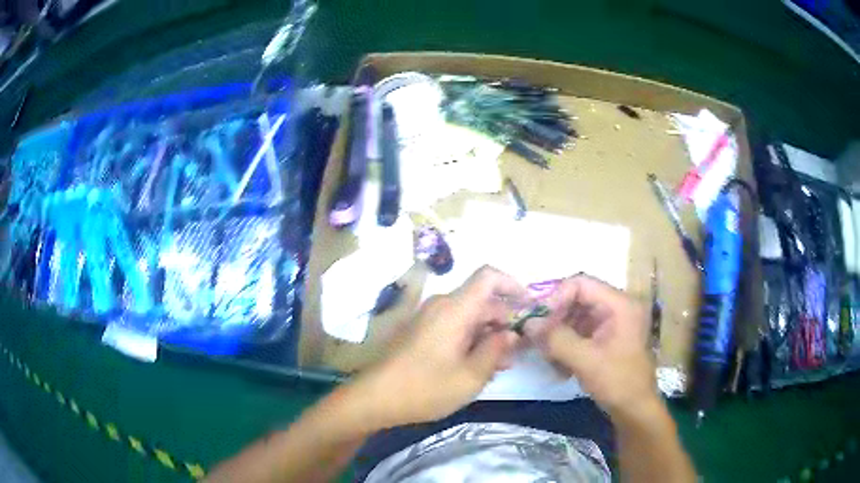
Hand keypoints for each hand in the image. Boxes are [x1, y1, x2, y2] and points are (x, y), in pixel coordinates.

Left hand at [359, 266, 524, 427]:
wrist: (374, 398)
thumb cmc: (425, 388)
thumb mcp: (470, 376)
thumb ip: (496, 351)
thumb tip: (510, 334)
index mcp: (454, 309)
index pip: (489, 276)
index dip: (513, 285)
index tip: (530, 307)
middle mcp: (441, 306)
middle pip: (482, 301)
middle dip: (504, 321)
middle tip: (516, 351)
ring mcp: (428, 319)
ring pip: (469, 316)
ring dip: (488, 335)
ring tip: (499, 365)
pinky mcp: (421, 332)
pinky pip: (454, 327)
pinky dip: (471, 340)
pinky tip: (477, 365)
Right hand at [524, 274, 656, 416]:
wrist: (636, 409)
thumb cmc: (617, 382)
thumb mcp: (585, 360)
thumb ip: (556, 339)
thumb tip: (528, 324)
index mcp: (619, 304)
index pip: (581, 284)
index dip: (556, 298)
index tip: (538, 321)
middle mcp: (616, 307)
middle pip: (577, 299)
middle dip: (555, 319)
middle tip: (537, 338)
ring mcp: (612, 323)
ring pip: (576, 317)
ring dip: (558, 334)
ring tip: (547, 356)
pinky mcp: (606, 338)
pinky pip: (581, 332)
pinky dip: (567, 345)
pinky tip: (558, 366)